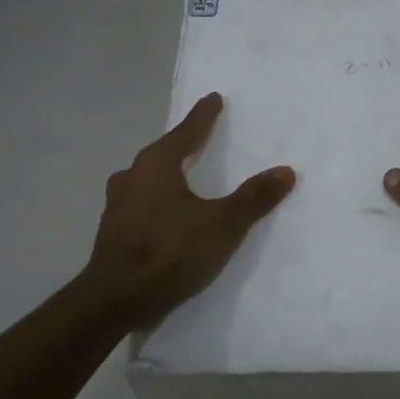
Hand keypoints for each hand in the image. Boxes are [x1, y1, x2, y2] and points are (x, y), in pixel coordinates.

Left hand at [80, 92, 295, 329]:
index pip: (186, 132)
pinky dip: (157, 199)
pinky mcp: (113, 230)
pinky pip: (141, 202)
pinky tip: (166, 213)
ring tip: (184, 175)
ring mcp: (117, 203)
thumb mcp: (222, 225)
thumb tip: (286, 170)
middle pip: (163, 152)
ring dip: (167, 174)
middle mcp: (132, 176)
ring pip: (148, 178)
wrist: (115, 299)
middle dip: (183, 144)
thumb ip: (254, 198)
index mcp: (157, 165)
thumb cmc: (170, 252)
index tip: (214, 99)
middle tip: (202, 137)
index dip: (204, 116)